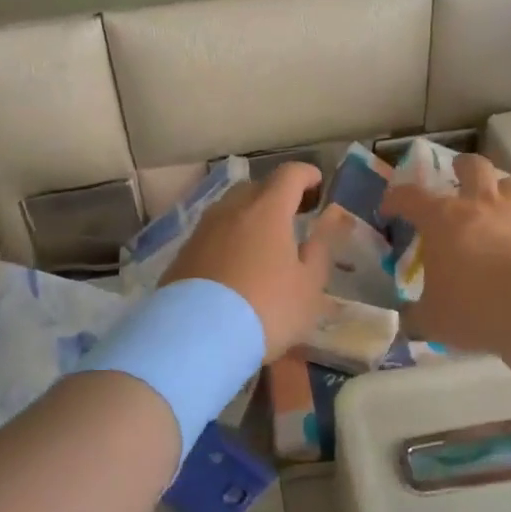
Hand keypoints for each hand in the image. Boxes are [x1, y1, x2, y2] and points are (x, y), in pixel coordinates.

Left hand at [162, 163, 339, 362]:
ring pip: (230, 210)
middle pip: (256, 188)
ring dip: (249, 217)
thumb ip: (320, 248)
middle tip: (292, 216)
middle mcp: (232, 209)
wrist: (197, 337)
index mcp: (268, 210)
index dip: (306, 175)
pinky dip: (228, 239)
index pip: (289, 174)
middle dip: (276, 195)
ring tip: (262, 243)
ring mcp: (202, 230)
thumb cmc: (267, 309)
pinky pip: (212, 234)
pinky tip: (234, 266)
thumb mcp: (309, 286)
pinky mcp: (183, 253)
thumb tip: (327, 221)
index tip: (317, 184)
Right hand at [381, 154, 510, 352]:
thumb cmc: (474, 312)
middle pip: (473, 167)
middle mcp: (482, 205)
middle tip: (460, 177)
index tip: (390, 210)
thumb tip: (408, 318)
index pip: (409, 196)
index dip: (395, 199)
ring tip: (504, 208)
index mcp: (443, 220)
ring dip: (505, 192)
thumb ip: (416, 314)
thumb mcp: (432, 320)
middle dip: (463, 167)